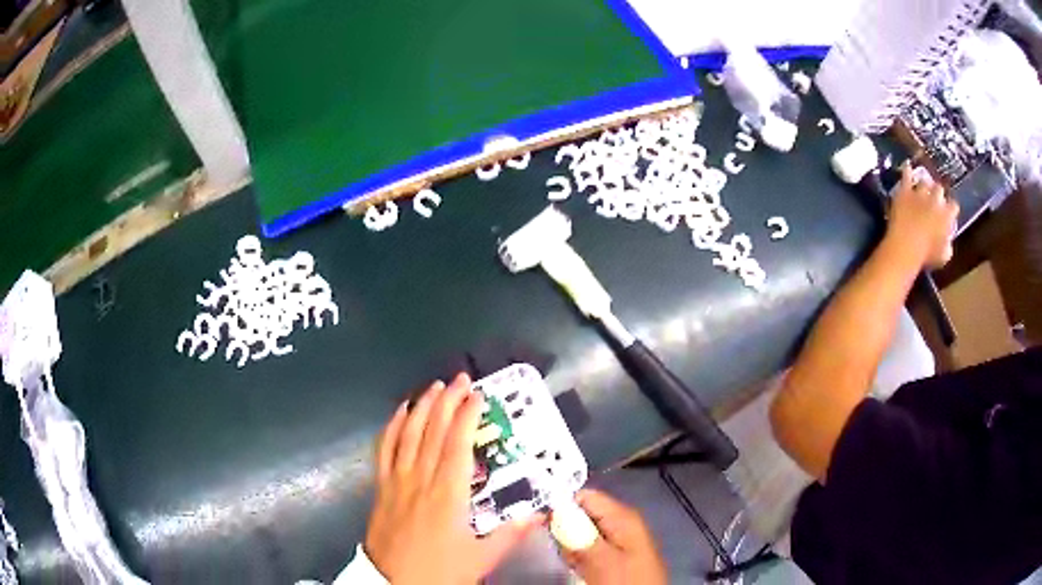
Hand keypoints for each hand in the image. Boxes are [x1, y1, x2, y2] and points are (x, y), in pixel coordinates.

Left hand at [364, 373, 538, 583]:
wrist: (392, 581)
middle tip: (459, 379)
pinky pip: (384, 448)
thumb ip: (510, 534)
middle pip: (433, 431)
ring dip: (421, 406)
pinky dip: (392, 426)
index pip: (458, 444)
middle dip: (447, 400)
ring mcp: (396, 480)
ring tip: (434, 387)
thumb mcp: (481, 557)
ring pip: (408, 433)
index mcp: (448, 493)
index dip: (467, 415)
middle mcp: (421, 478)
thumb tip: (539, 514)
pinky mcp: (381, 486)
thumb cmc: (439, 570)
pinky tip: (400, 411)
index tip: (478, 395)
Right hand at [561, 490, 666, 584]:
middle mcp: (622, 523)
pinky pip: (591, 551)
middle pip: (583, 516)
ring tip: (578, 566)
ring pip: (584, 536)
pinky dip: (582, 560)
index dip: (562, 508)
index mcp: (623, 516)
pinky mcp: (618, 557)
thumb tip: (555, 509)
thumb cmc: (627, 581)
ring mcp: (621, 541)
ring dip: (573, 549)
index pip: (585, 496)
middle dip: (567, 533)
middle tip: (568, 555)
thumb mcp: (601, 560)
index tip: (547, 527)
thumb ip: (579, 533)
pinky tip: (583, 571)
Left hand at [886, 165, 959, 269]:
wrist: (906, 246)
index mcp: (947, 215)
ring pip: (925, 181)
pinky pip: (907, 174)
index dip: (951, 208)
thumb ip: (948, 244)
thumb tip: (947, 240)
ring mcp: (920, 192)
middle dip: (938, 193)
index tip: (949, 211)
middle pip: (939, 189)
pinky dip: (908, 171)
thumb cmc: (927, 256)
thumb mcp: (944, 256)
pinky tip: (907, 167)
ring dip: (925, 184)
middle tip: (934, 199)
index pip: (954, 206)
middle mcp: (936, 199)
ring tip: (923, 188)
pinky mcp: (905, 190)